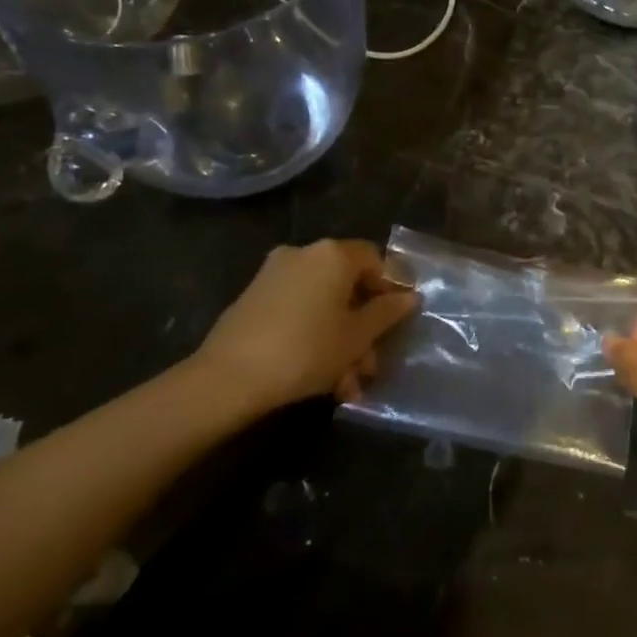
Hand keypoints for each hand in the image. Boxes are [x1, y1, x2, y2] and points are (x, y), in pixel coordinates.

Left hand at [192, 240, 419, 417]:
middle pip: (347, 284)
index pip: (375, 260)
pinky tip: (320, 377)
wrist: (227, 378)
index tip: (398, 321)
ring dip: (339, 339)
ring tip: (347, 383)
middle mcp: (304, 254)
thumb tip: (409, 297)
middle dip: (363, 325)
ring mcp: (274, 275)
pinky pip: (298, 311)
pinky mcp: (253, 299)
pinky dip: (313, 336)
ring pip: (322, 304)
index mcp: (333, 254)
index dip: (392, 288)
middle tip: (371, 362)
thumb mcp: (356, 337)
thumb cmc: (305, 350)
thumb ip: (386, 313)